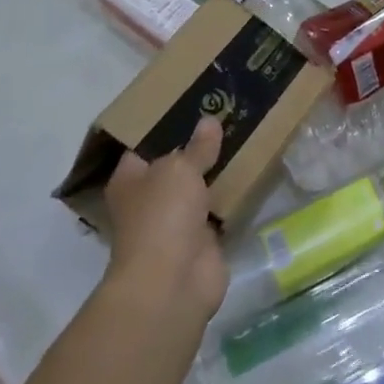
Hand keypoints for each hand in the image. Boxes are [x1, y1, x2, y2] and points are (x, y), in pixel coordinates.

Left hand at [101, 117, 227, 319]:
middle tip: (229, 116)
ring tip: (247, 136)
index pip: (145, 145)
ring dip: (218, 171)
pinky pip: (219, 209)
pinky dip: (232, 196)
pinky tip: (253, 171)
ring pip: (200, 187)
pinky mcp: (202, 239)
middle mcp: (149, 199)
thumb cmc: (162, 215)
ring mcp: (175, 221)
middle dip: (200, 146)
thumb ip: (197, 146)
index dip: (168, 125)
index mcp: (130, 180)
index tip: (196, 103)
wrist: (174, 281)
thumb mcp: (179, 168)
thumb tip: (209, 121)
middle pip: (176, 165)